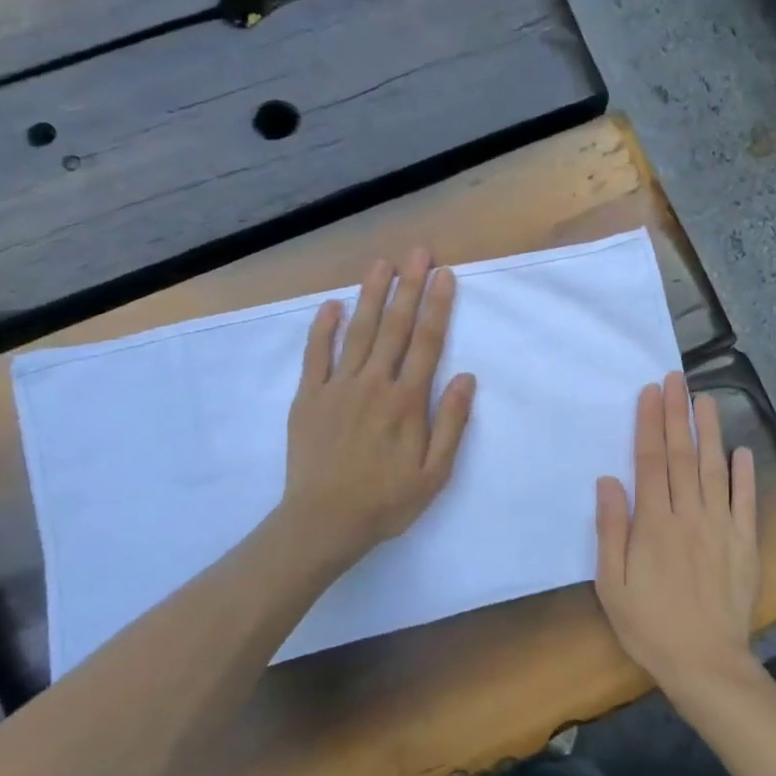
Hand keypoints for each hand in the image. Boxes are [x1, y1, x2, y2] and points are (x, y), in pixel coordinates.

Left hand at [282, 250, 475, 571]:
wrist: (323, 522)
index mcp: (407, 401)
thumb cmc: (386, 501)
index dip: (438, 306)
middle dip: (409, 287)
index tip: (445, 274)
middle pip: (395, 327)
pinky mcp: (310, 398)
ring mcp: (338, 387)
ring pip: (359, 332)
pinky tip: (332, 304)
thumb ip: (451, 423)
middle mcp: (374, 384)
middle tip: (418, 252)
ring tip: (381, 264)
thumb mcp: (434, 473)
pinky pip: (317, 355)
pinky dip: (323, 328)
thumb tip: (466, 377)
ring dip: (372, 295)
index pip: (427, 342)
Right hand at [595, 372, 762, 701]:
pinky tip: (742, 451)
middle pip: (682, 456)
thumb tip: (608, 481)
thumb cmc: (650, 626)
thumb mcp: (613, 585)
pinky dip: (745, 475)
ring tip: (705, 399)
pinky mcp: (745, 543)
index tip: (650, 392)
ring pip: (715, 469)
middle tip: (676, 378)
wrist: (706, 664)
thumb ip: (611, 531)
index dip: (649, 424)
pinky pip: (745, 502)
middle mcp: (689, 516)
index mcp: (654, 524)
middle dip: (676, 414)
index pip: (651, 462)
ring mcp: (721, 527)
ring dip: (709, 432)